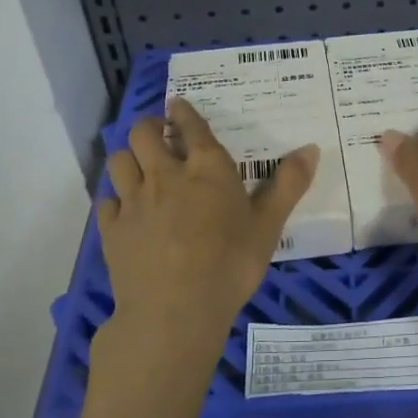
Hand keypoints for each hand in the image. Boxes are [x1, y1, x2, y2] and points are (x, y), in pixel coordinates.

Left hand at [93, 98, 317, 394]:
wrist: (175, 311)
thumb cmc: (230, 265)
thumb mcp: (269, 226)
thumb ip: (288, 185)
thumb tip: (311, 147)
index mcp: (206, 169)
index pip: (191, 126)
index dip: (183, 112)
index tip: (178, 105)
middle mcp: (165, 175)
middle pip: (142, 133)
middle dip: (149, 127)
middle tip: (158, 135)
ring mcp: (133, 201)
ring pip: (119, 160)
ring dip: (128, 157)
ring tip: (139, 166)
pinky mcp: (112, 229)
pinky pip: (106, 201)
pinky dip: (115, 199)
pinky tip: (125, 210)